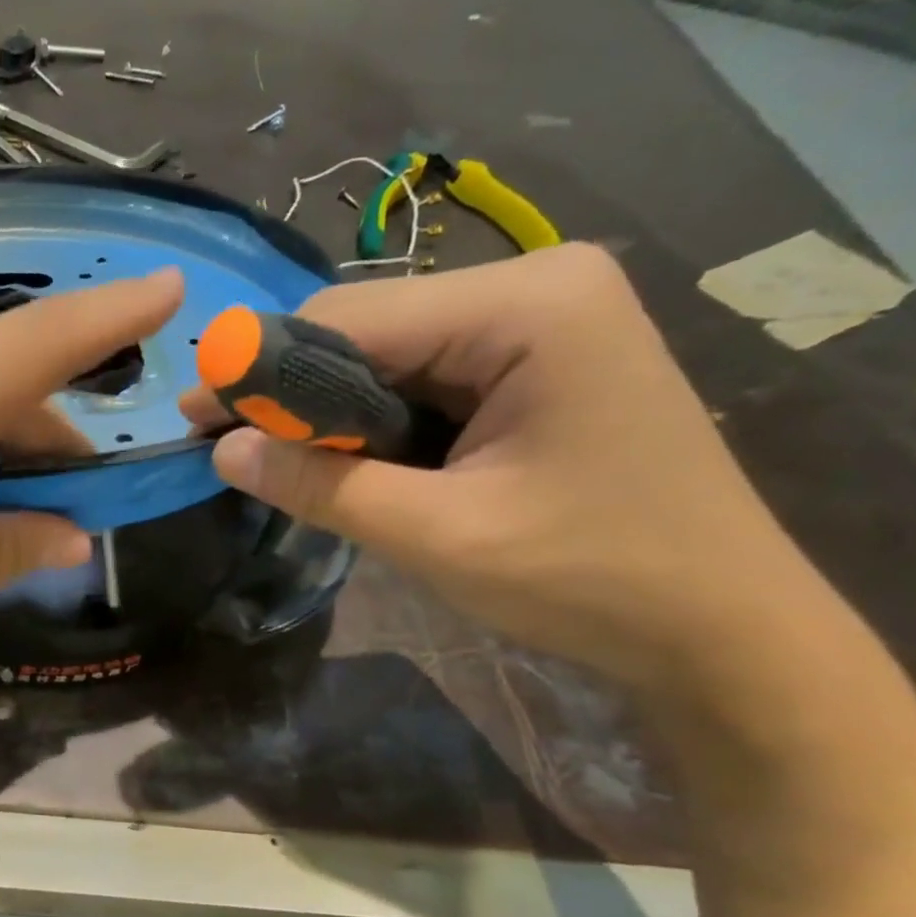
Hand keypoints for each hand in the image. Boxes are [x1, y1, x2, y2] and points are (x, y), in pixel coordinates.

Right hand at [182, 245, 823, 695]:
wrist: (720, 629)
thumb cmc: (590, 579)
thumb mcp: (437, 536)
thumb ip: (321, 486)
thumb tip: (222, 450)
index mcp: (526, 304)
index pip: (350, 316)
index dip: (261, 368)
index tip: (195, 417)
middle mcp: (534, 287)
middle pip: (368, 329)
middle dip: (293, 393)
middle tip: (226, 448)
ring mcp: (541, 323)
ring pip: (389, 357)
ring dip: (330, 414)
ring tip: (277, 465)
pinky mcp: (536, 363)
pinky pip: (424, 380)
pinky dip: (374, 424)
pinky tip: (346, 462)